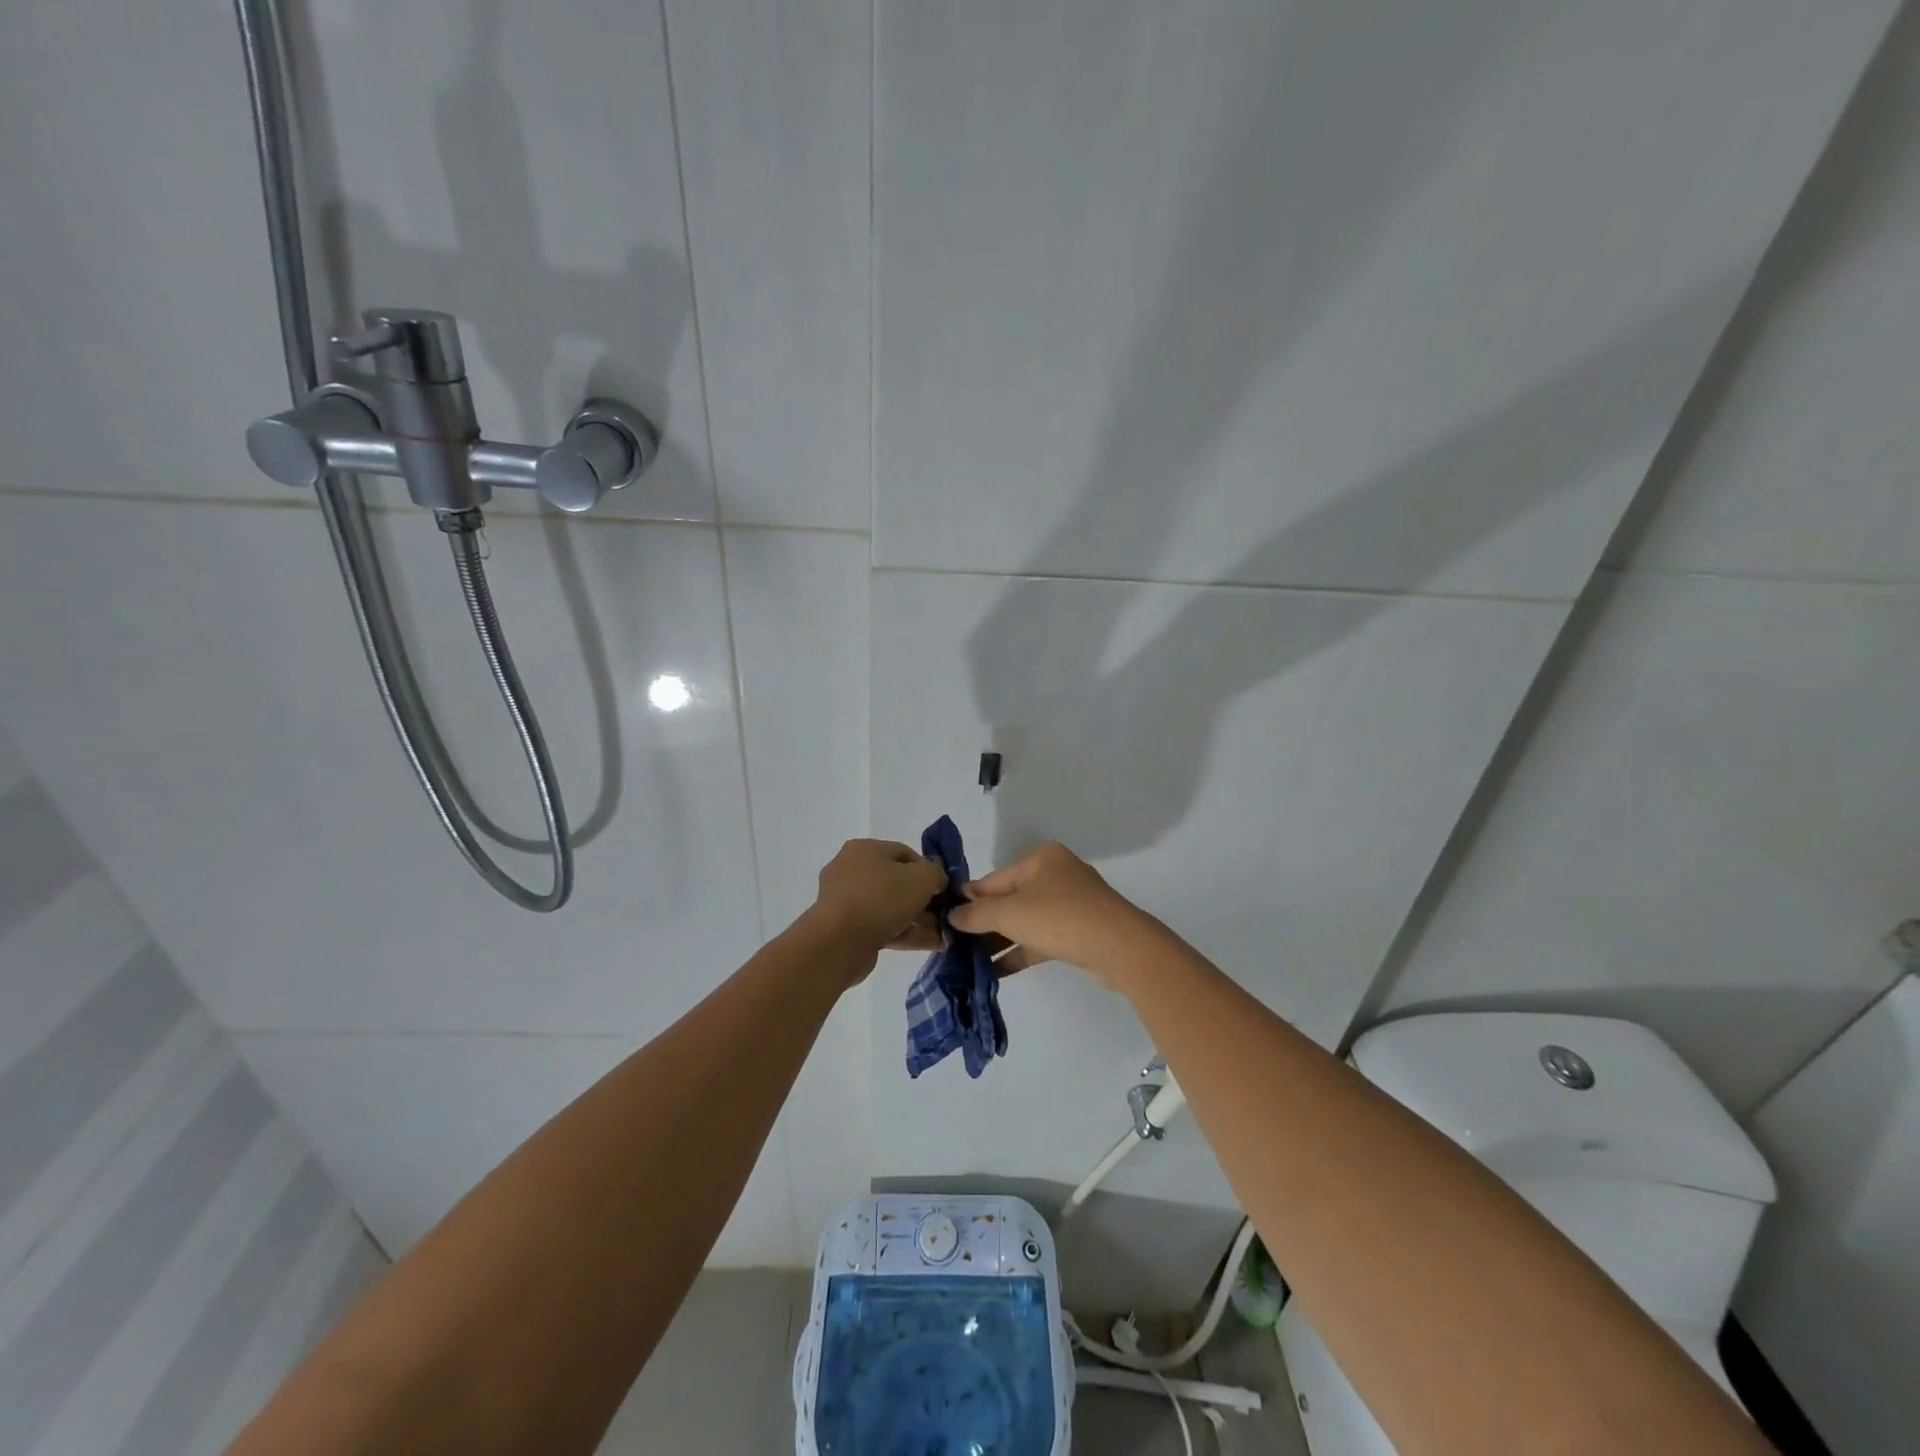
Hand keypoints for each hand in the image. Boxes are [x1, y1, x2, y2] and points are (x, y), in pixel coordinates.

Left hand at [807, 840, 947, 959]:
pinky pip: (883, 927)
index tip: (944, 889)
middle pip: (897, 882)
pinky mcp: (847, 930)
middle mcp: (851, 870)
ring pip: (891, 907)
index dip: (929, 869)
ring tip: (945, 935)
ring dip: (919, 920)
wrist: (839, 942)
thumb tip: (936, 881)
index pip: (905, 853)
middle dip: (925, 900)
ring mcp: (847, 902)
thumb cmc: (881, 898)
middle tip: (945, 915)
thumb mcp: (922, 877)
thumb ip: (936, 874)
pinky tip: (932, 944)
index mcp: (865, 849)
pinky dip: (906, 933)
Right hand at [948, 842, 1158, 986]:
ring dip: (999, 941)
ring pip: (1025, 921)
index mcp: (1041, 859)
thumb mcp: (1010, 913)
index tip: (945, 919)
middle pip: (1010, 900)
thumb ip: (977, 914)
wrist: (1119, 948)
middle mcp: (1056, 876)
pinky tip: (994, 972)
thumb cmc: (1059, 917)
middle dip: (984, 924)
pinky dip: (1019, 952)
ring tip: (968, 962)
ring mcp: (1070, 905)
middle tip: (955, 945)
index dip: (969, 899)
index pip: (994, 879)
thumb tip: (952, 915)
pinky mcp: (1078, 932)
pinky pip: (1040, 939)